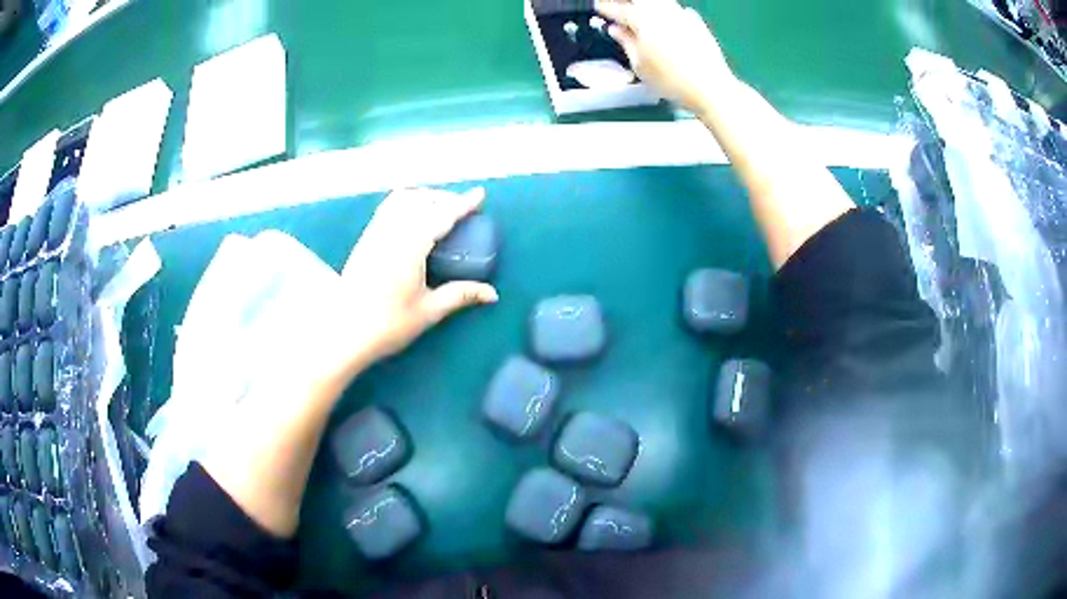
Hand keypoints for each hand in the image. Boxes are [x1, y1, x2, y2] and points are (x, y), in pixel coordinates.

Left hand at [341, 187, 498, 363]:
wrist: (345, 332)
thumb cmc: (389, 324)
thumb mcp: (429, 310)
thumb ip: (461, 295)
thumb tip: (493, 294)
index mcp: (410, 247)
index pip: (441, 215)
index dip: (463, 204)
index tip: (480, 193)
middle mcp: (391, 232)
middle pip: (421, 200)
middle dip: (444, 197)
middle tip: (462, 207)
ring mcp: (374, 233)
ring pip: (401, 199)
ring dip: (423, 196)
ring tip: (438, 207)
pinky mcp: (364, 240)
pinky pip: (387, 208)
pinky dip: (405, 203)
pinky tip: (412, 217)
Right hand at [596, 0, 735, 114]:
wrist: (710, 87)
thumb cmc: (672, 80)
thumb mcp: (640, 65)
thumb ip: (626, 42)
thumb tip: (616, 31)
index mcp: (642, 20)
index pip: (618, 9)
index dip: (606, 7)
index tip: (598, 7)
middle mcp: (662, 12)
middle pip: (640, 0)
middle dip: (626, 3)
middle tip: (619, 7)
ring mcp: (681, 15)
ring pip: (659, 2)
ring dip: (645, 5)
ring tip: (639, 11)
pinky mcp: (697, 23)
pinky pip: (676, 9)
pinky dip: (665, 10)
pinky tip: (664, 18)